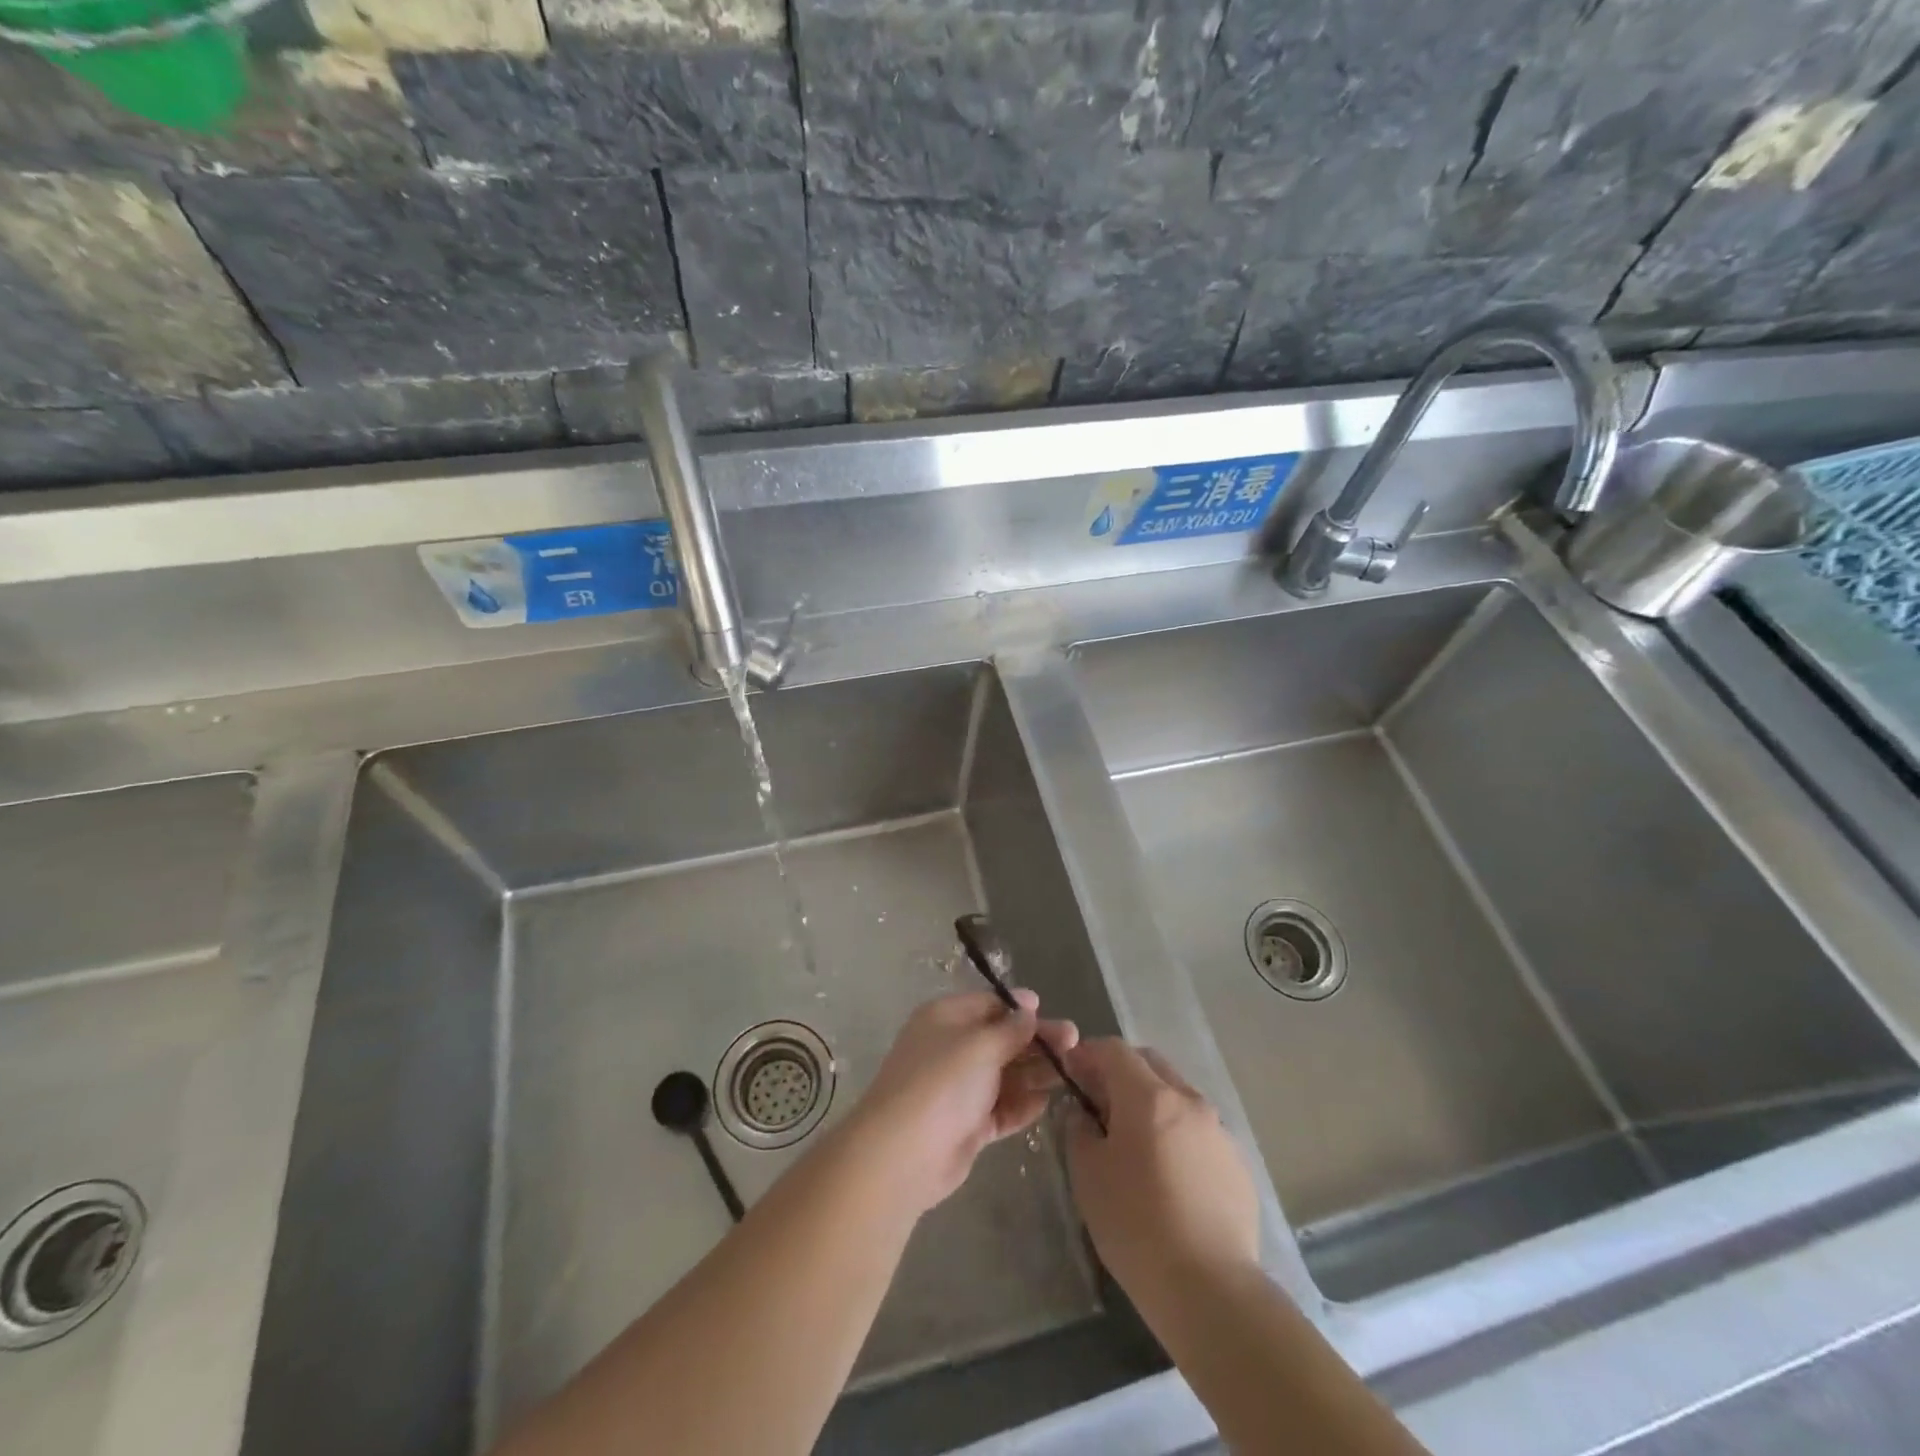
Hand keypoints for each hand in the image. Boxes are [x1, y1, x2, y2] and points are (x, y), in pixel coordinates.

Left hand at [852, 990, 1078, 1214]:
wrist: (904, 1153)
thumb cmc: (942, 1082)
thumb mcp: (980, 1045)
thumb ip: (1010, 1029)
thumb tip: (1029, 1008)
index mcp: (946, 1018)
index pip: (989, 1005)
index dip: (1020, 1009)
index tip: (1050, 1012)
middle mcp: (952, 1049)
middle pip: (1001, 1039)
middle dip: (1037, 1042)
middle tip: (1075, 1043)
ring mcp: (959, 1089)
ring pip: (1005, 1075)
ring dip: (1036, 1073)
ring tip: (1072, 1073)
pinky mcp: (967, 1125)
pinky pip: (1001, 1108)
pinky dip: (1022, 1105)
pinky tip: (1048, 1102)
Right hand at [1063, 1040, 1259, 1301]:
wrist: (1210, 1290)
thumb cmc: (1136, 1225)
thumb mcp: (1088, 1174)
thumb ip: (1079, 1130)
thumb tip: (1082, 1113)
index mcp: (1149, 1096)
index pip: (1114, 1050)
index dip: (1088, 1055)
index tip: (1072, 1075)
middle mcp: (1188, 1100)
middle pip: (1150, 1064)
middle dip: (1121, 1073)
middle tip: (1100, 1105)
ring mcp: (1219, 1131)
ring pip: (1177, 1096)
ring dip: (1152, 1103)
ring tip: (1135, 1145)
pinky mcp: (1237, 1164)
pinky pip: (1199, 1131)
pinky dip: (1177, 1135)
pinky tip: (1169, 1178)